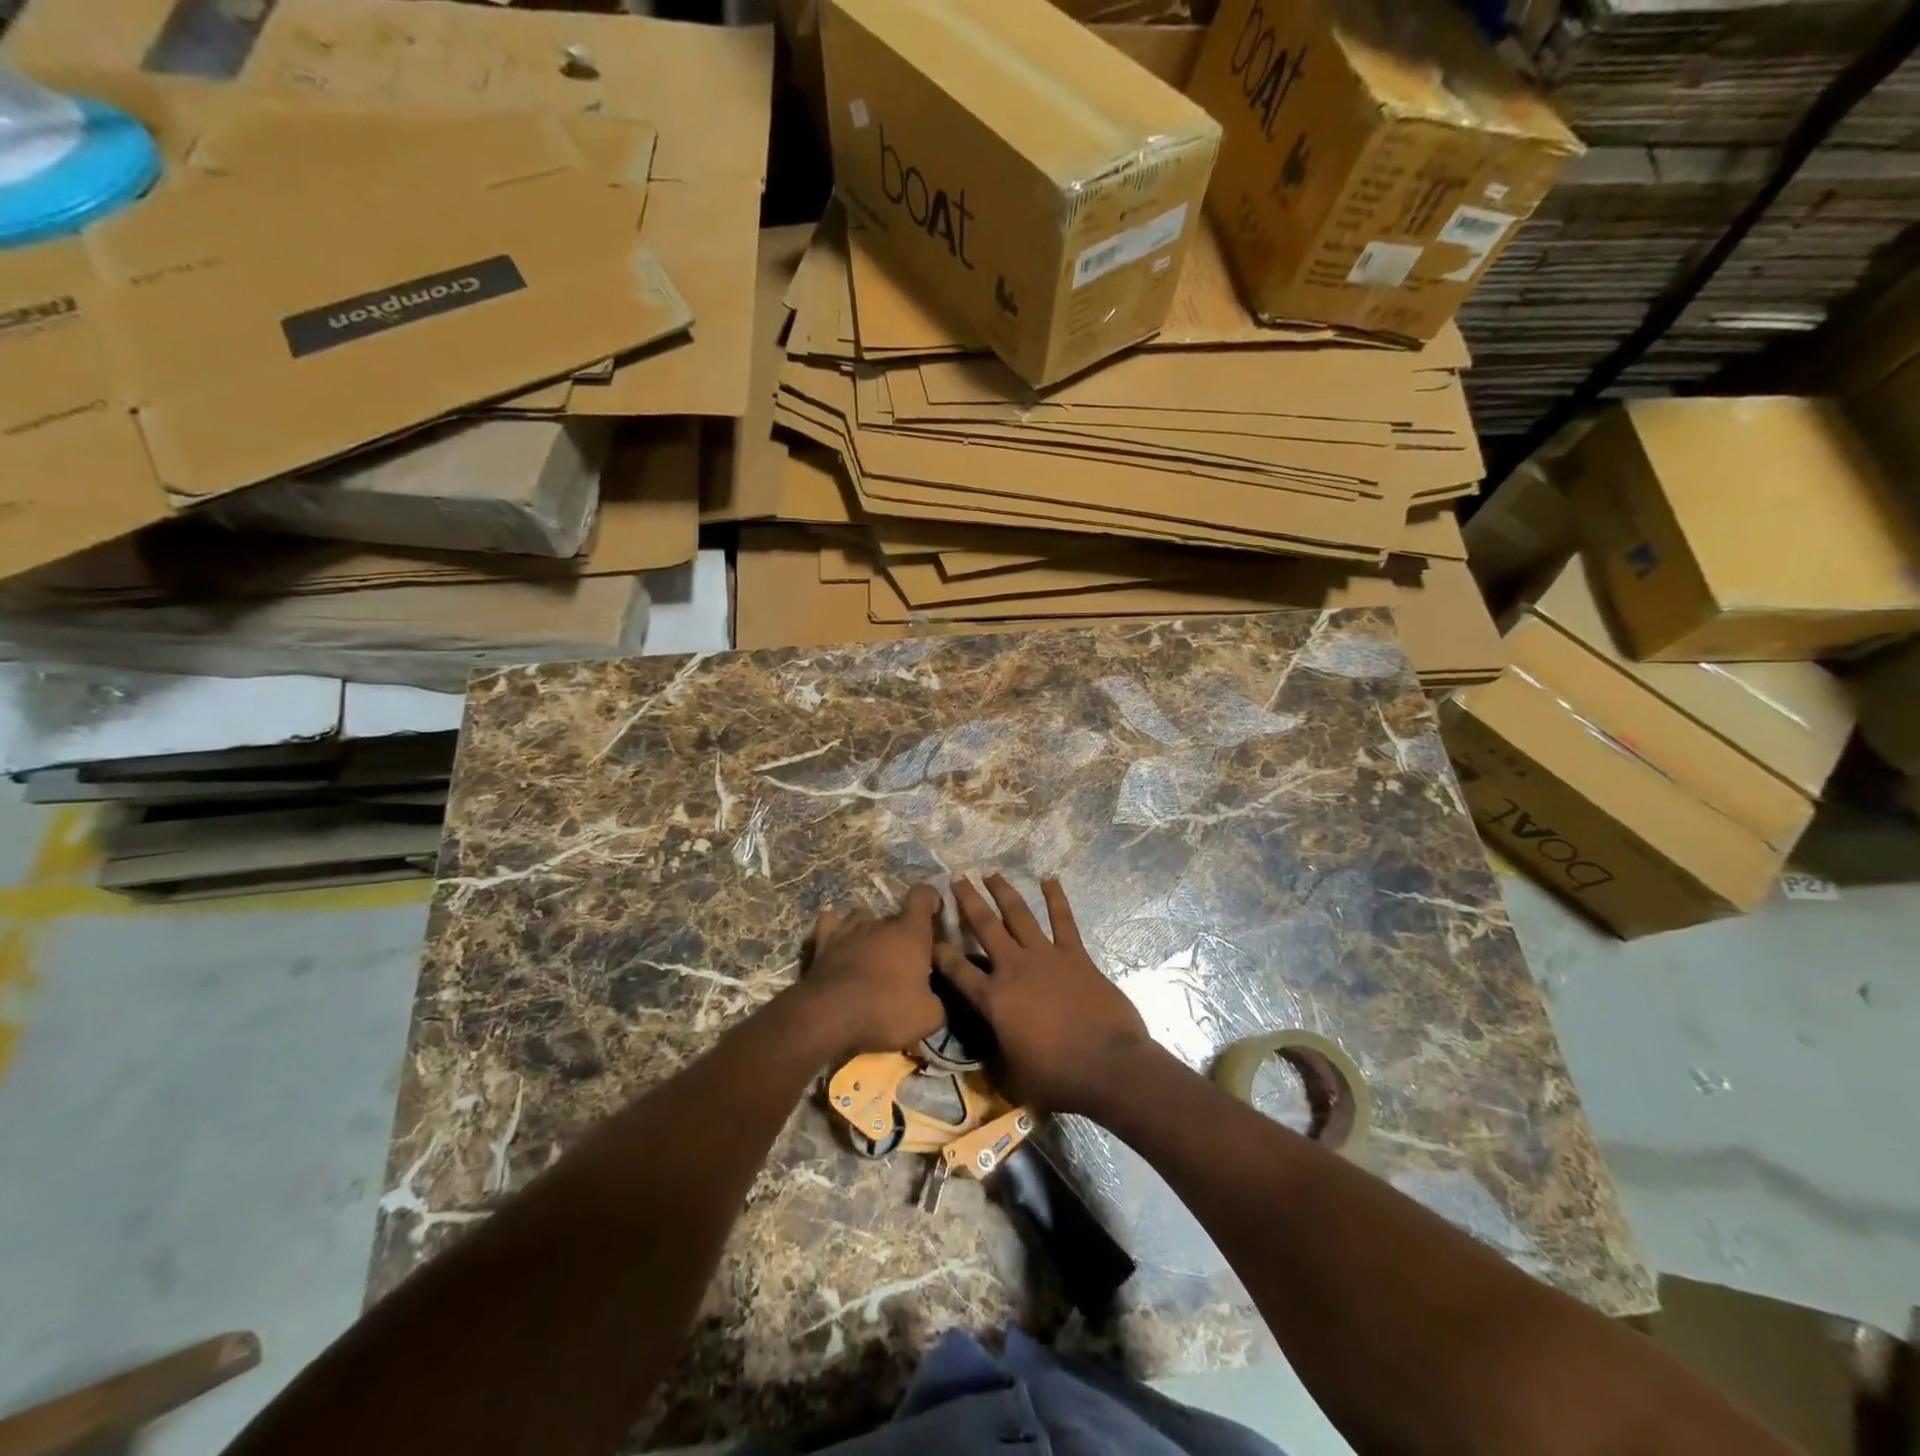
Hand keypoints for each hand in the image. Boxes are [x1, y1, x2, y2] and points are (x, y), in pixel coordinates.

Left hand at [798, 883, 945, 1055]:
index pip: (922, 896)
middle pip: (894, 916)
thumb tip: (930, 999)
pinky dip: (835, 930)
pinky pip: (830, 925)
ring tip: (870, 952)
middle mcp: (880, 923)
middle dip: (900, 933)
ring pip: (861, 917)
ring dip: (868, 931)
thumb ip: (935, 1001)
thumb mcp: (928, 1018)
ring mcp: (847, 930)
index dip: (930, 899)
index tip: (933, 910)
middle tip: (903, 959)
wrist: (830, 1017)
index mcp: (910, 933)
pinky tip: (838, 944)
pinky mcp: (821, 943)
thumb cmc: (886, 1011)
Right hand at [935, 875, 1155, 1115]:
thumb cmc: (1057, 1079)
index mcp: (994, 1000)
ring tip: (991, 873)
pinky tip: (1049, 879)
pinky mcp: (1075, 955)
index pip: (958, 971)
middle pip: (985, 927)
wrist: (1108, 1067)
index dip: (941, 953)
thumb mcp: (1012, 1075)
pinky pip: (1063, 920)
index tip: (929, 937)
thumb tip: (989, 1050)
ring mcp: (1046, 957)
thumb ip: (996, 1055)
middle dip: (968, 901)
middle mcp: (1014, 969)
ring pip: (1019, 915)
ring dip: (1004, 892)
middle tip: (956, 878)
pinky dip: (1056, 898)